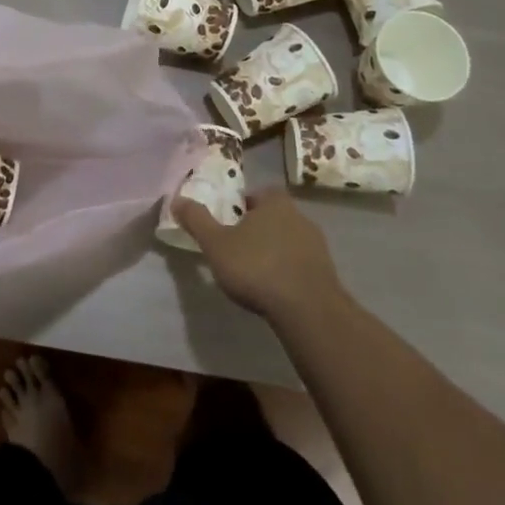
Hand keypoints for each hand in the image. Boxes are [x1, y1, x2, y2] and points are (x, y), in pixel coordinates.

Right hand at [172, 186, 344, 323]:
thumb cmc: (257, 267)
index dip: (242, 204)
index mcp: (275, 202)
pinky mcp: (327, 272)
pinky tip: (275, 288)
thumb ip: (197, 220)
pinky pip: (301, 263)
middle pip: (273, 216)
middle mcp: (300, 217)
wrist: (308, 310)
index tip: (229, 221)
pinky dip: (288, 270)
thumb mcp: (216, 244)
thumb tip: (176, 199)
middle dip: (257, 228)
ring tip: (255, 271)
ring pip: (288, 240)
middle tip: (237, 246)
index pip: (258, 193)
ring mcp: (317, 245)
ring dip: (274, 250)